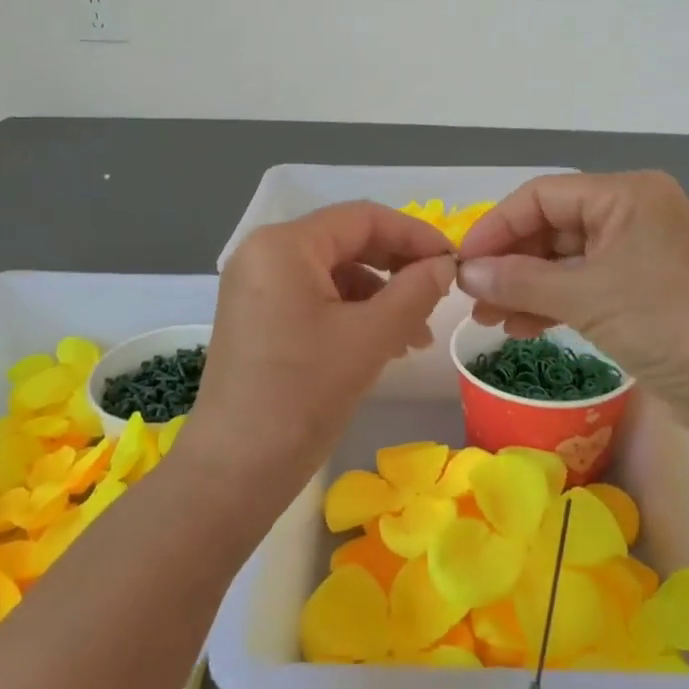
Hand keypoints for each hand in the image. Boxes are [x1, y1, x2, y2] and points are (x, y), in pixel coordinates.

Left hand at [185, 202, 457, 495]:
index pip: (362, 218)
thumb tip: (444, 266)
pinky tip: (381, 346)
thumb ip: (415, 291)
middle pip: (346, 242)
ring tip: (414, 337)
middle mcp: (263, 254)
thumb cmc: (303, 394)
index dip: (414, 234)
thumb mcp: (370, 338)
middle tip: (437, 298)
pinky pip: (314, 299)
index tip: (453, 263)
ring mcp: (256, 287)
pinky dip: (351, 315)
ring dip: (379, 297)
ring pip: (333, 274)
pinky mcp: (257, 318)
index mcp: (284, 245)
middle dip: (397, 268)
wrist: (235, 470)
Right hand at [456, 172, 688, 448]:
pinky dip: (550, 303)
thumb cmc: (667, 324)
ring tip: (486, 319)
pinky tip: (519, 327)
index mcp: (625, 195)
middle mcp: (631, 214)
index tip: (463, 263)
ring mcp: (636, 253)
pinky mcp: (639, 290)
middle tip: (471, 296)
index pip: (542, 196)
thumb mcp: (586, 298)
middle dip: (509, 262)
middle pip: (551, 226)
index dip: (497, 226)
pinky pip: (582, 285)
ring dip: (524, 286)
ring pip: (563, 259)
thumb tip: (466, 274)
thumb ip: (519, 281)